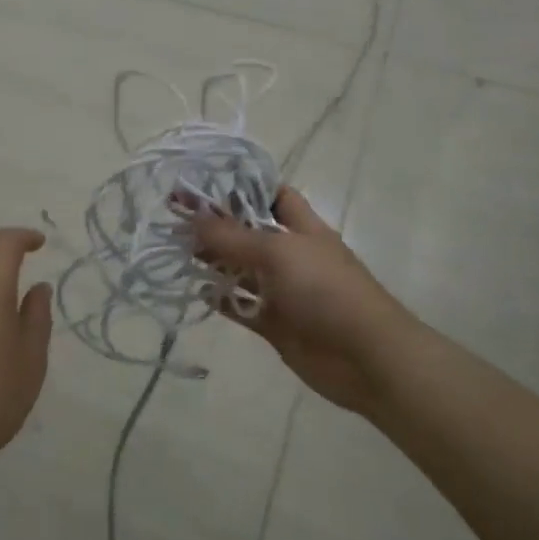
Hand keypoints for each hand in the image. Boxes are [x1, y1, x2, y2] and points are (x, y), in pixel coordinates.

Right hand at [192, 188, 405, 416]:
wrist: (365, 357)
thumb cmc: (325, 290)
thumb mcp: (278, 252)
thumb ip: (233, 236)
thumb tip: (193, 216)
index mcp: (302, 228)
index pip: (272, 196)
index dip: (242, 187)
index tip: (204, 183)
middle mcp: (291, 255)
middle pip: (249, 233)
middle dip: (216, 225)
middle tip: (174, 218)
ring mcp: (283, 290)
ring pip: (241, 269)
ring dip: (213, 261)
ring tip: (176, 250)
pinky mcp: (275, 323)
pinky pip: (242, 306)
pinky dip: (221, 299)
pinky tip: (196, 291)